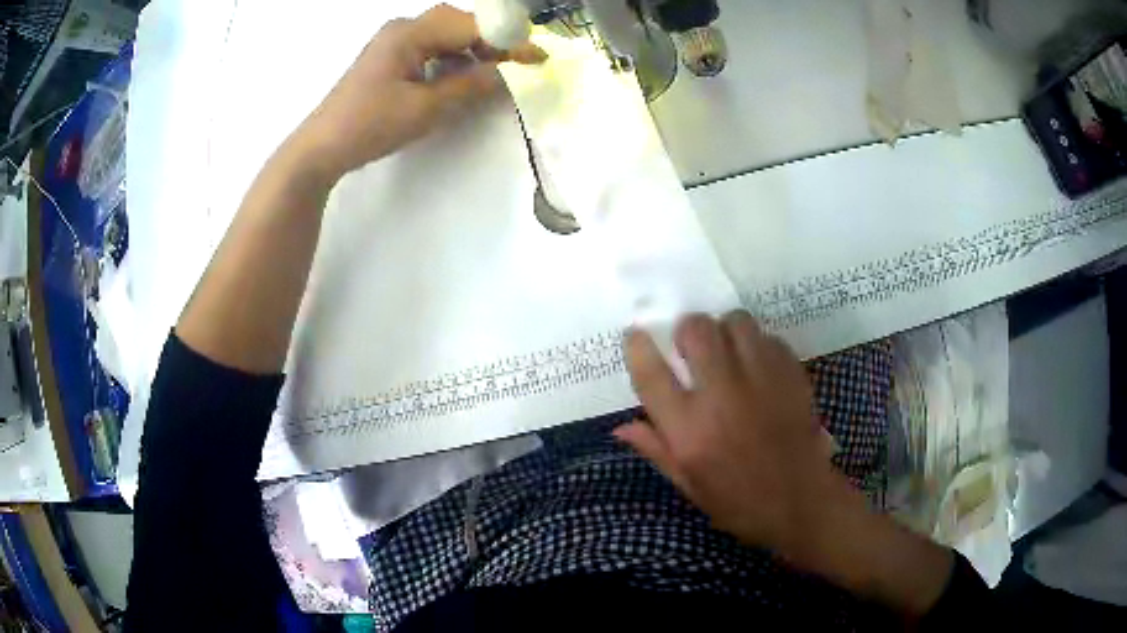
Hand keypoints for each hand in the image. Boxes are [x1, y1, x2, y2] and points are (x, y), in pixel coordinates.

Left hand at [291, 4, 545, 179]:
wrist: (322, 147)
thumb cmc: (370, 125)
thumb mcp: (426, 108)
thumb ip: (471, 86)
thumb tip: (509, 73)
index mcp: (410, 33)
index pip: (471, 26)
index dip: (507, 40)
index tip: (537, 57)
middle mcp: (403, 28)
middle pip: (459, 21)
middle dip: (491, 39)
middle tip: (516, 63)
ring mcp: (394, 41)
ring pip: (446, 33)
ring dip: (473, 47)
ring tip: (495, 70)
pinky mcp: (390, 57)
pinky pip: (431, 46)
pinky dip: (453, 56)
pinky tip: (462, 75)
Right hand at [618, 312, 860, 559]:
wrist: (801, 502)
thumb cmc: (738, 501)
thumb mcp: (689, 484)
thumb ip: (655, 449)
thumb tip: (619, 427)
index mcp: (689, 430)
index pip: (651, 375)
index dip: (638, 348)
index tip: (635, 335)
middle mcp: (722, 396)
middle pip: (696, 330)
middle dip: (687, 331)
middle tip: (690, 348)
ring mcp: (761, 380)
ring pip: (736, 322)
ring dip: (724, 331)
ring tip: (727, 352)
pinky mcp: (791, 374)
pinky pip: (768, 337)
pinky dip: (757, 345)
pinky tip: (757, 366)